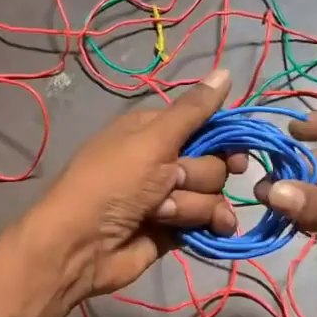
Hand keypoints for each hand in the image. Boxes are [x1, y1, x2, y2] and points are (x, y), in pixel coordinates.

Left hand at [18, 68, 242, 304]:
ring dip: (192, 206)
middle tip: (171, 182)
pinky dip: (209, 226)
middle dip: (197, 177)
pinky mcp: (175, 229)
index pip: (206, 125)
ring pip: (212, 195)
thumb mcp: (151, 140)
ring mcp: (170, 197)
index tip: (235, 152)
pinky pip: (209, 222)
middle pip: (213, 163)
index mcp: (154, 131)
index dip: (223, 139)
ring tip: (162, 214)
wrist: (81, 245)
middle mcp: (164, 161)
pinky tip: (211, 231)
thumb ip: (193, 110)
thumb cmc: (112, 183)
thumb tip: (226, 71)